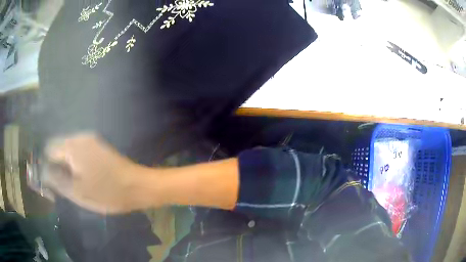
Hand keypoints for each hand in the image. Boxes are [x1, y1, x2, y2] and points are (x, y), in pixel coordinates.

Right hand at [44, 133, 155, 213]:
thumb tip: (43, 171)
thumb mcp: (77, 191)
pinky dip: (76, 164)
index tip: (50, 181)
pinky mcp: (98, 146)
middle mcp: (80, 137)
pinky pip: (79, 153)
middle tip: (62, 185)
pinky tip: (83, 177)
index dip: (47, 165)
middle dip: (56, 165)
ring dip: (67, 166)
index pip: (49, 149)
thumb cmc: (106, 192)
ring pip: (69, 151)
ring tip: (73, 184)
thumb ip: (56, 179)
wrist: (137, 186)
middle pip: (59, 148)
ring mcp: (91, 140)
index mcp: (72, 145)